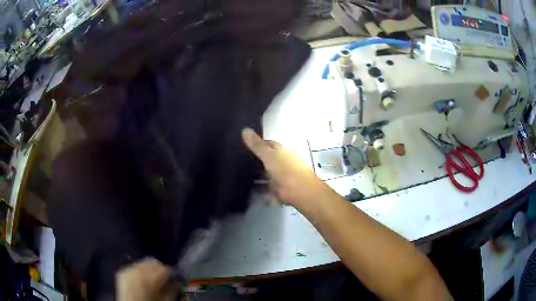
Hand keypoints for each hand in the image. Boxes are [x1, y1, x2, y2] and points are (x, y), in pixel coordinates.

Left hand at [116, 258, 180, 300]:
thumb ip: (172, 290)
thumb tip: (177, 281)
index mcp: (148, 277)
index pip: (165, 268)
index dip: (172, 272)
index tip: (175, 277)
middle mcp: (136, 269)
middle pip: (153, 262)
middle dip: (160, 269)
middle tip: (166, 278)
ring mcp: (127, 269)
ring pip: (143, 263)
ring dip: (150, 268)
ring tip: (154, 278)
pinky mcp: (121, 271)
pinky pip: (134, 266)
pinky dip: (140, 270)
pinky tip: (143, 279)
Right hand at [241, 128, 329, 207]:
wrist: (299, 192)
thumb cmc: (286, 170)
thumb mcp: (269, 155)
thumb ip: (257, 145)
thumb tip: (244, 129)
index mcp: (280, 150)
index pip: (267, 143)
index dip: (256, 142)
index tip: (241, 143)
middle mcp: (280, 161)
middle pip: (265, 157)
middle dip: (254, 158)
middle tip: (235, 158)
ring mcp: (278, 175)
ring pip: (264, 171)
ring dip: (254, 171)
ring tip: (236, 170)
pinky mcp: (276, 188)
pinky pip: (263, 184)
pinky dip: (256, 185)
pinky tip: (245, 184)